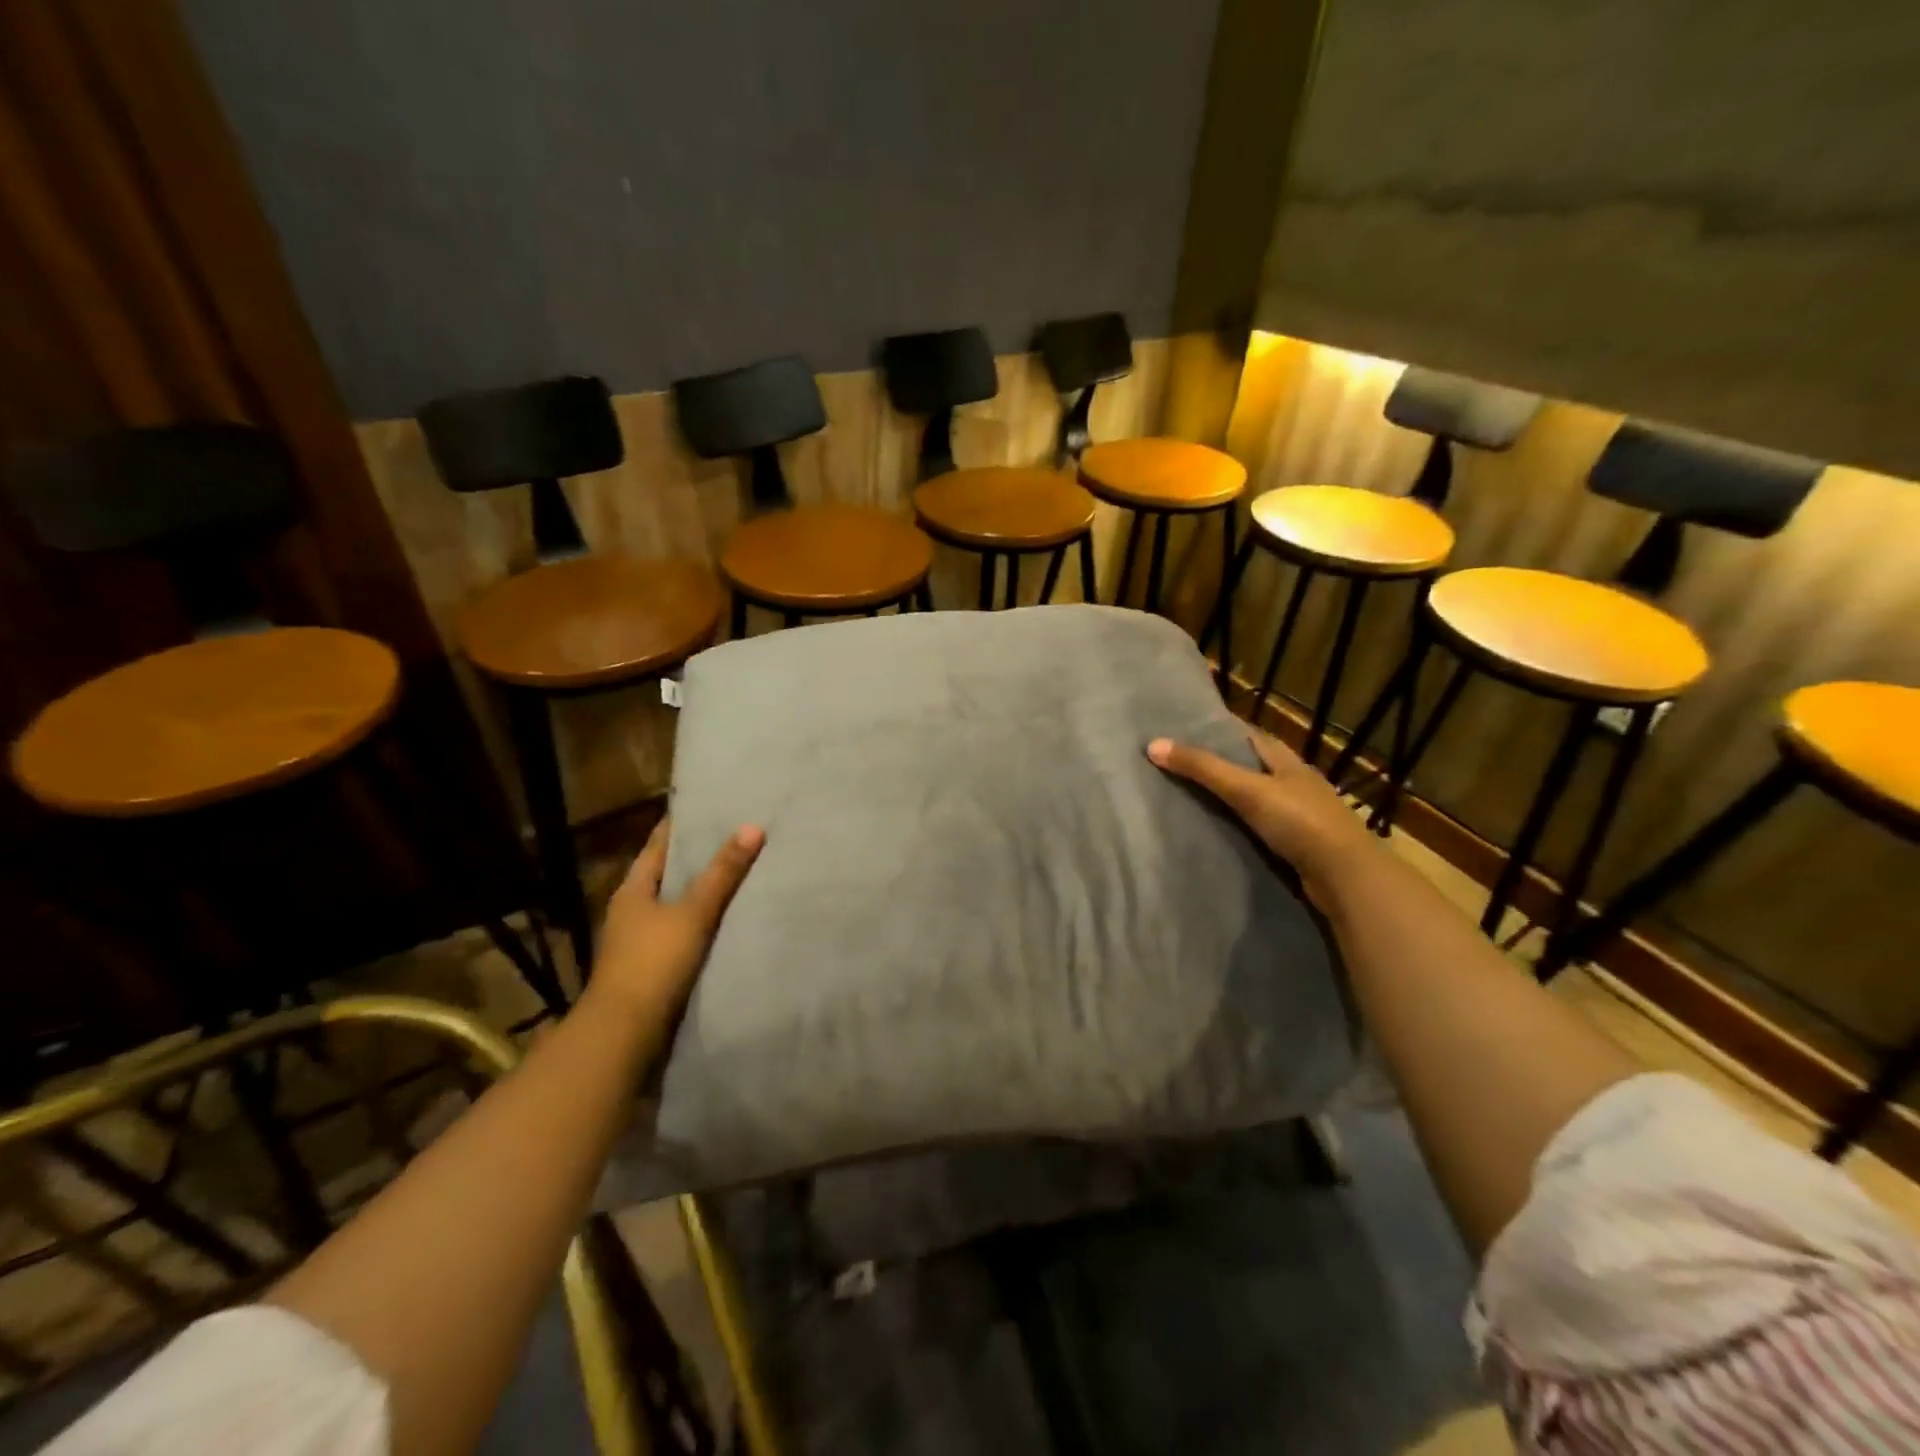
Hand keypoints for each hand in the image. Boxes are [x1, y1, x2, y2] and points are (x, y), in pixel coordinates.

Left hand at [589, 816, 763, 1015]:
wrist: (625, 1033)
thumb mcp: (693, 913)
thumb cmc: (654, 962)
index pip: (658, 846)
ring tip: (739, 874)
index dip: (680, 826)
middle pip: (667, 875)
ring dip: (701, 893)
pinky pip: (682, 934)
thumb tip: (753, 827)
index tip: (708, 807)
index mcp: (632, 891)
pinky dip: (703, 923)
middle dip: (697, 858)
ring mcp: (640, 942)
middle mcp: (632, 912)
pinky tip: (728, 921)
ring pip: (676, 906)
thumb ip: (722, 873)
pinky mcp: (652, 969)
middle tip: (735, 836)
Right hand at [1146, 731, 1379, 908]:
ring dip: (1228, 798)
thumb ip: (1202, 768)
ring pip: (1255, 799)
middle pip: (1250, 766)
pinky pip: (1259, 828)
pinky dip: (1238, 826)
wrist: (1346, 877)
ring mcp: (1298, 815)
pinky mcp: (1297, 845)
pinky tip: (1216, 831)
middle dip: (1219, 764)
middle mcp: (1294, 783)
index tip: (1183, 729)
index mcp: (1287, 761)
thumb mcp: (1247, 789)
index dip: (1218, 729)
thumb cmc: (1299, 821)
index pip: (1248, 735)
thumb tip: (1152, 744)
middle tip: (1176, 764)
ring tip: (1186, 797)